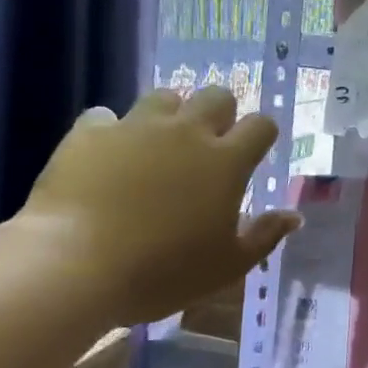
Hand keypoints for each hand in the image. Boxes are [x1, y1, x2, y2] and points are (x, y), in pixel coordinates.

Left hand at [17, 86, 300, 326]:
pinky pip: (106, 116)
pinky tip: (106, 154)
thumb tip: (295, 216)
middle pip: (216, 96)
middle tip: (207, 145)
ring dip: (169, 114)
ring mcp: (137, 126)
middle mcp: (187, 131)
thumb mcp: (225, 266)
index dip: (261, 135)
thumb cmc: (161, 272)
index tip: (253, 153)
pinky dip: (111, 130)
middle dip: (219, 113)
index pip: (261, 125)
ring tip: (158, 144)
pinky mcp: (91, 132)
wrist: (72, 267)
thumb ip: (264, 236)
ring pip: (164, 96)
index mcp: (226, 161)